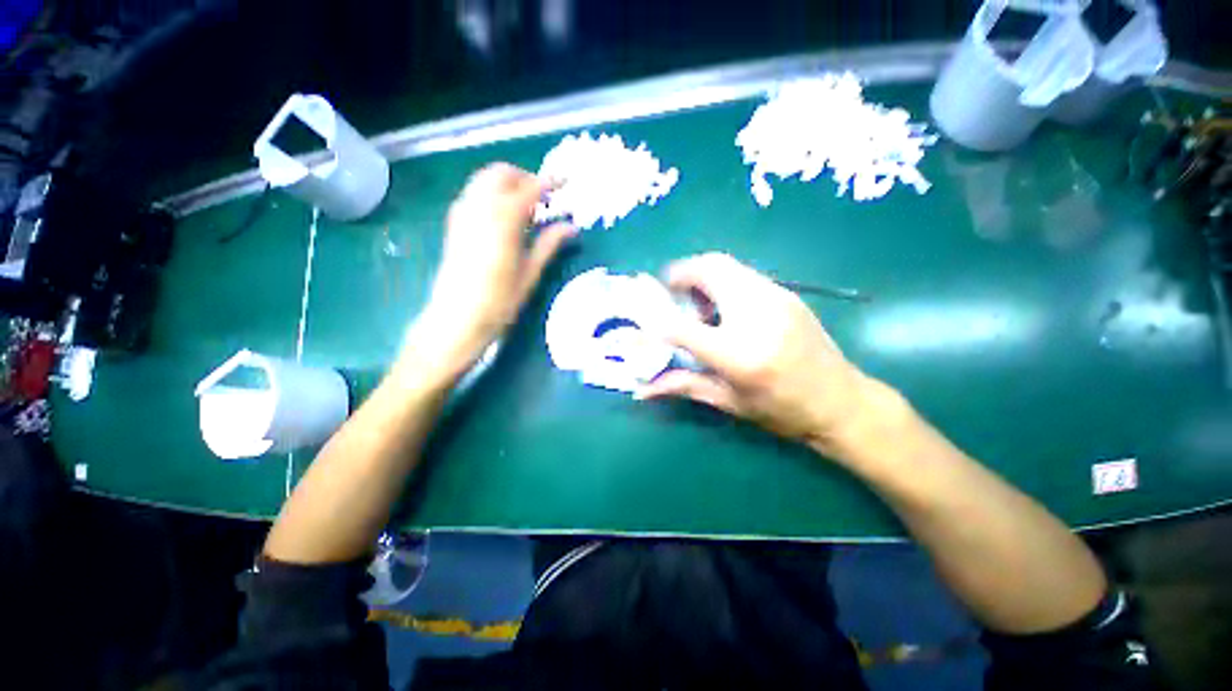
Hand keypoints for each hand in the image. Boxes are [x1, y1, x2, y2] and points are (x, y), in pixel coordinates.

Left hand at [407, 163, 575, 376]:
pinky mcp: (454, 224)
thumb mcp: (530, 274)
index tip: (564, 182)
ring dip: (506, 183)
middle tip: (543, 197)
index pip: (528, 189)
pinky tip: (504, 217)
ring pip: (483, 181)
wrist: (457, 319)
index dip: (548, 182)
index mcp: (502, 222)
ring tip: (526, 208)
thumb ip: (549, 244)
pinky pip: (474, 195)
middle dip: (523, 177)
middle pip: (500, 174)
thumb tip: (571, 227)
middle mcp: (479, 209)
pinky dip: (491, 194)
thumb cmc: (499, 302)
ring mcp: (462, 215)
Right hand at [637, 253, 898, 460]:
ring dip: (701, 277)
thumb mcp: (729, 402)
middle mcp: (757, 316)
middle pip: (709, 270)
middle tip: (668, 294)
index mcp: (740, 354)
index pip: (682, 329)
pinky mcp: (786, 293)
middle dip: (680, 274)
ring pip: (727, 265)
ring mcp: (776, 298)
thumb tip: (642, 389)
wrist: (843, 403)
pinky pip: (743, 274)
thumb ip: (683, 386)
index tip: (641, 325)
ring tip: (697, 304)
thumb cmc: (784, 412)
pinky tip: (723, 308)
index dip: (654, 325)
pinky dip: (721, 282)